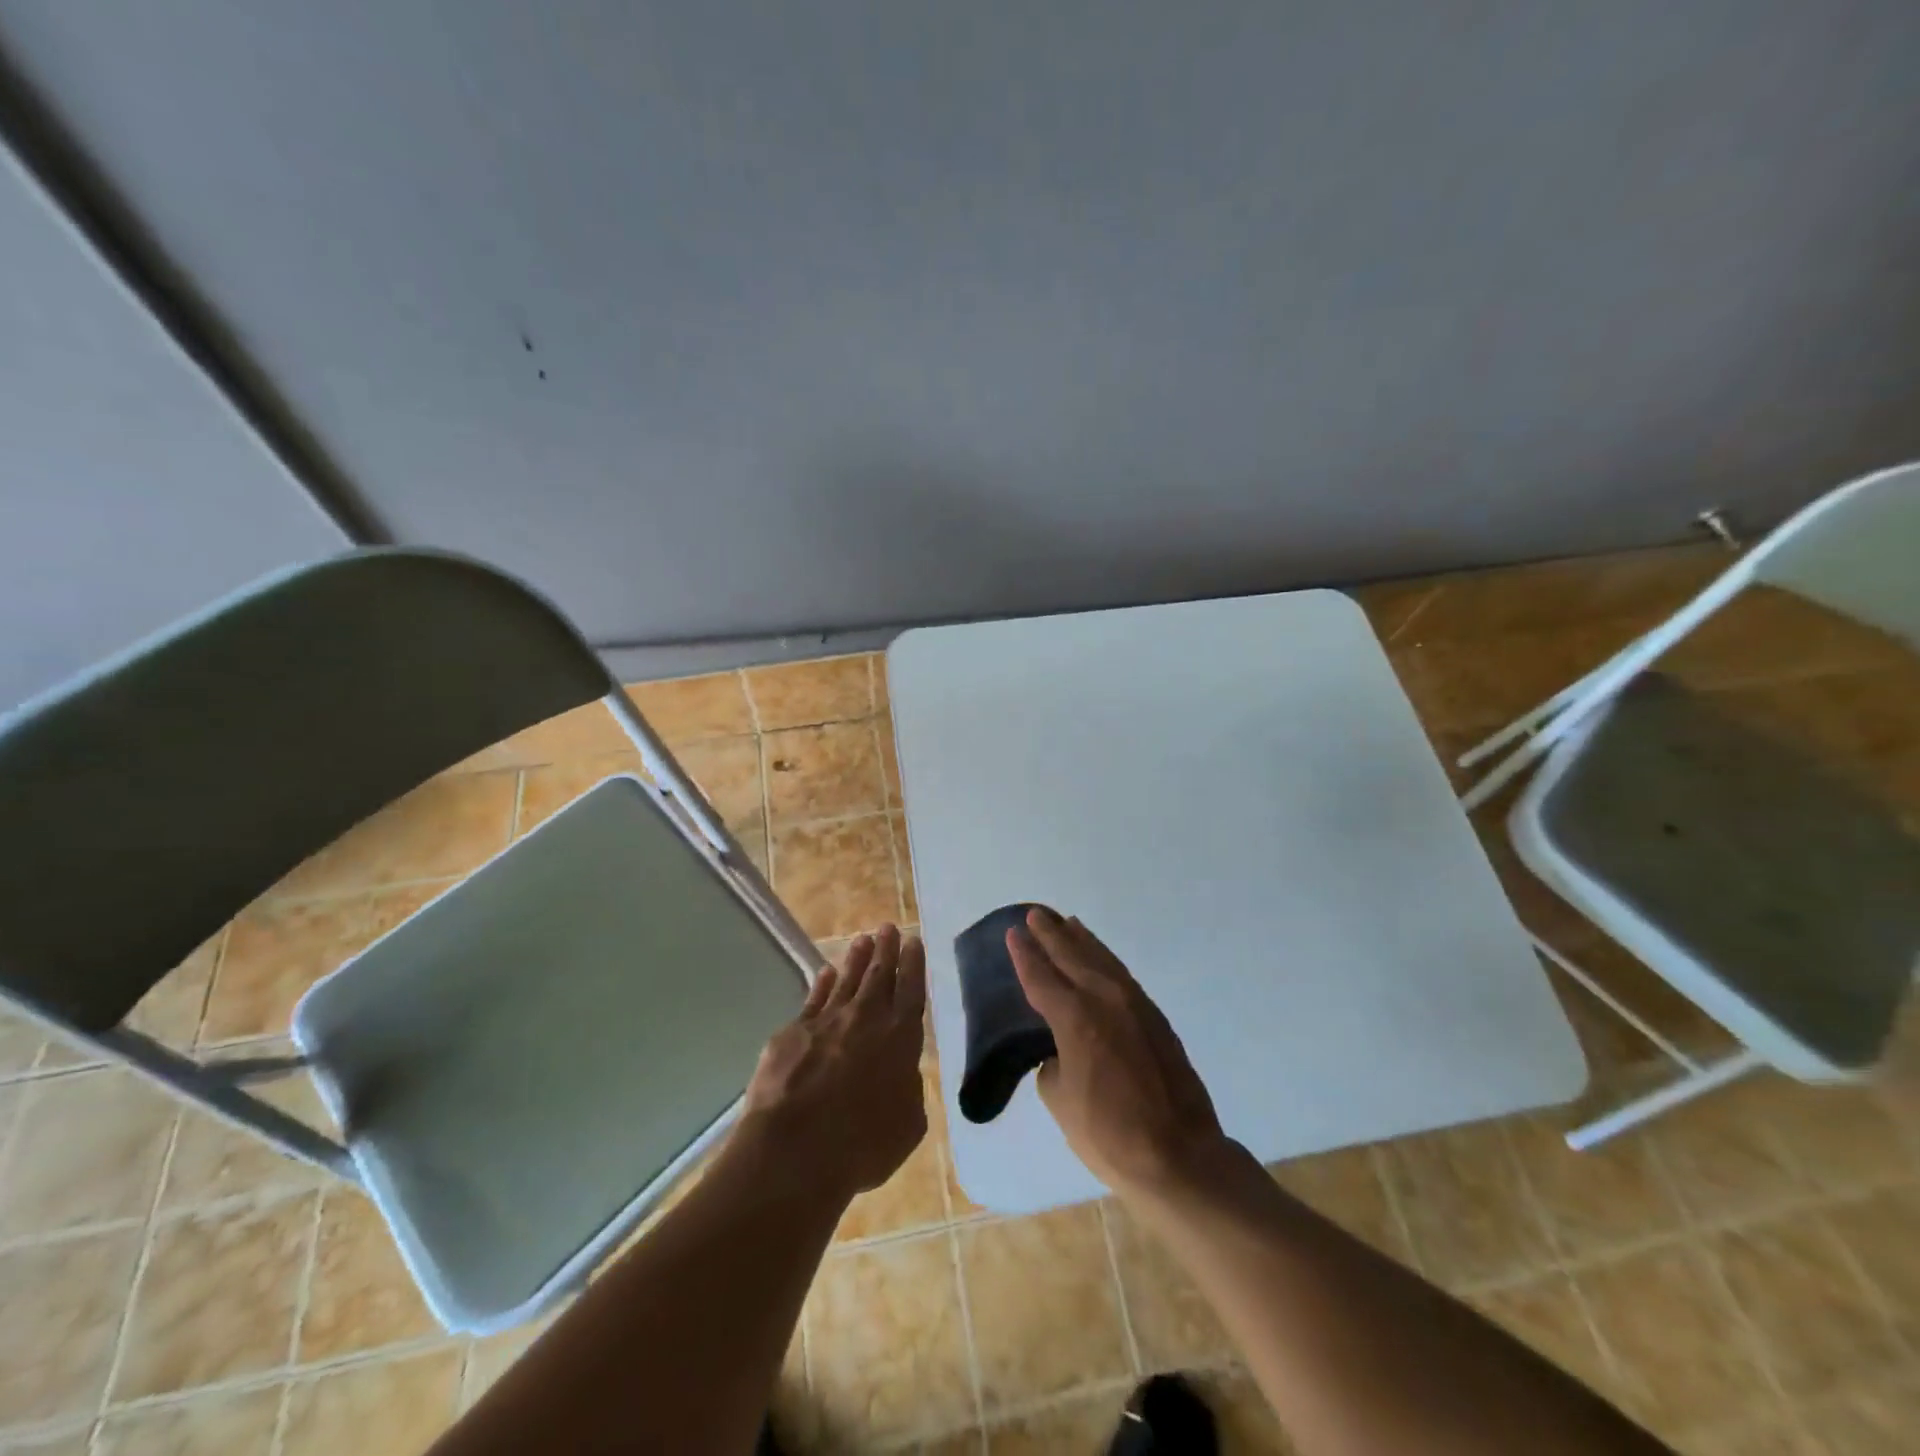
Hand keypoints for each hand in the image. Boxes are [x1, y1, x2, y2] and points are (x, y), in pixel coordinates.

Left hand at [740, 924, 927, 1202]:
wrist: (795, 1151)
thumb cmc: (862, 1146)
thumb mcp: (907, 1125)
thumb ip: (909, 1090)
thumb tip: (901, 1075)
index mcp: (900, 1038)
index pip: (911, 990)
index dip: (913, 964)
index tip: (914, 941)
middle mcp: (865, 1019)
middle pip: (879, 975)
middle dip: (886, 949)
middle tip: (888, 927)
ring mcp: (826, 1021)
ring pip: (846, 980)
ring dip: (856, 959)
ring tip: (862, 939)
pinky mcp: (792, 1033)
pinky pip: (813, 999)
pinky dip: (821, 984)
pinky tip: (825, 972)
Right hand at [1007, 907, 1228, 1196]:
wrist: (1179, 1154)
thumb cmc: (1108, 1133)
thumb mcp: (1061, 1100)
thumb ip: (1054, 1063)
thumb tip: (1063, 1051)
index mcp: (1074, 1017)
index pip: (1041, 977)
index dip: (1024, 955)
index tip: (1013, 933)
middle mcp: (1103, 999)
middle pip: (1072, 955)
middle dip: (1051, 934)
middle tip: (1036, 914)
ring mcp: (1134, 1004)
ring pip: (1101, 959)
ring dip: (1082, 940)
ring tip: (1067, 923)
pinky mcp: (1155, 1016)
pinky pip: (1121, 975)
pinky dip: (1105, 960)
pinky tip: (1100, 958)